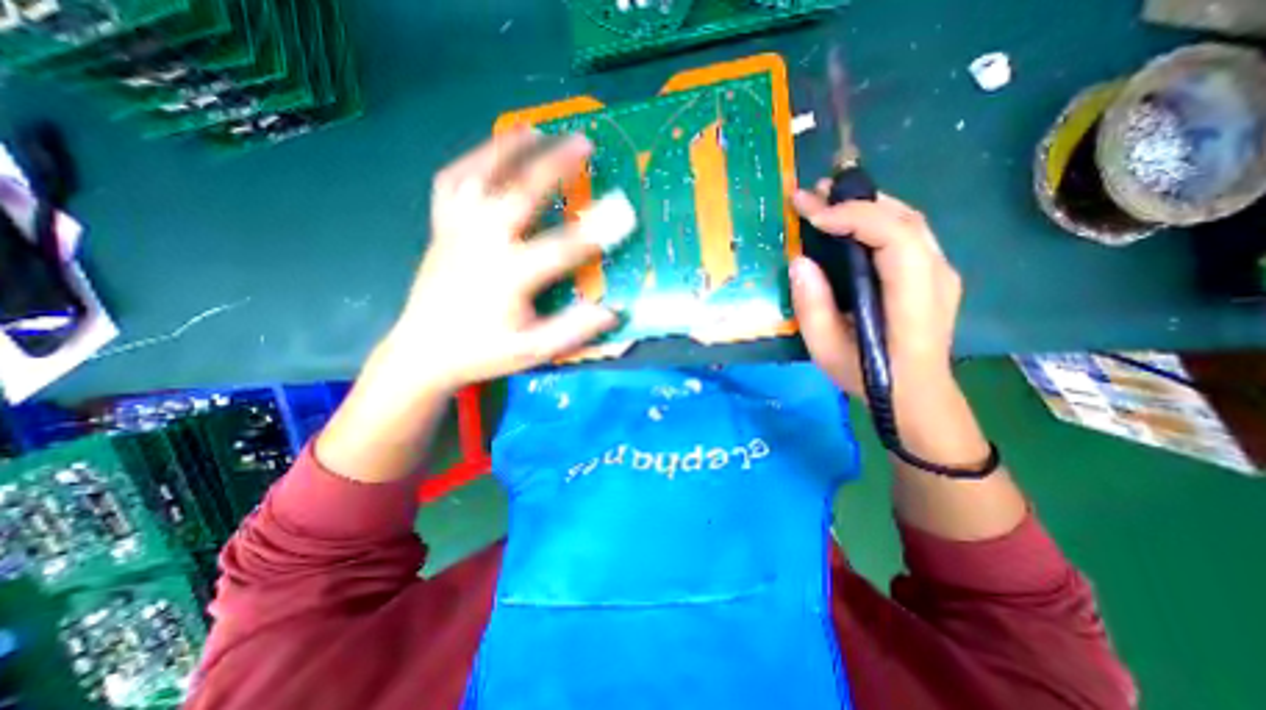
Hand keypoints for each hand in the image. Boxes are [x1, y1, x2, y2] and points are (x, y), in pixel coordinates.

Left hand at [371, 127, 632, 392]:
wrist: (424, 352)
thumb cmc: (483, 352)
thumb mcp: (533, 350)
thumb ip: (573, 331)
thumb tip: (612, 311)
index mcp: (508, 277)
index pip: (562, 248)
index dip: (597, 231)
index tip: (624, 214)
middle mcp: (482, 244)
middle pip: (520, 193)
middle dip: (555, 165)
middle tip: (583, 142)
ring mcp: (457, 231)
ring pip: (480, 176)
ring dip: (509, 148)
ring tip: (536, 130)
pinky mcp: (441, 228)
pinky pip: (452, 183)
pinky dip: (472, 161)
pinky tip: (490, 152)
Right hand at [789, 190, 961, 397]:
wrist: (916, 395)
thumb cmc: (869, 377)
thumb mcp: (827, 350)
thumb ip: (812, 307)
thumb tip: (799, 261)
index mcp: (914, 298)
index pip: (895, 236)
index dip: (854, 216)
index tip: (812, 216)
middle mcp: (937, 275)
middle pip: (904, 219)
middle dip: (855, 200)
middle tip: (812, 194)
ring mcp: (940, 272)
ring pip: (908, 220)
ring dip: (866, 204)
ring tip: (826, 200)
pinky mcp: (932, 273)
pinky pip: (907, 232)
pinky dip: (875, 218)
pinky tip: (850, 222)